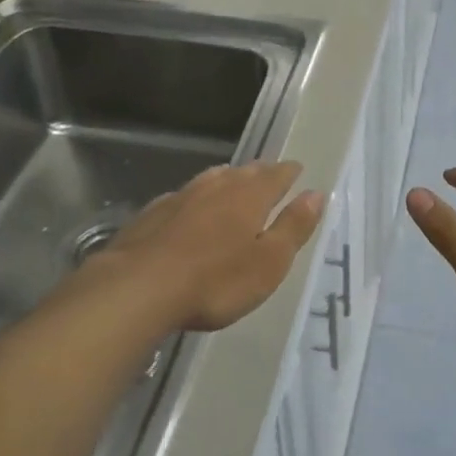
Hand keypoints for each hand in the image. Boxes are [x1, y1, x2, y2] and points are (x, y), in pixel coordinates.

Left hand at [91, 162, 324, 332]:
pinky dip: (194, 198)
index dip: (288, 173)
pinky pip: (182, 196)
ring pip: (211, 180)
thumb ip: (293, 227)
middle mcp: (216, 187)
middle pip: (243, 173)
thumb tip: (316, 193)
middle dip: (259, 173)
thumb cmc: (215, 280)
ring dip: (226, 179)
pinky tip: (189, 207)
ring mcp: (181, 197)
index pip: (276, 176)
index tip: (297, 168)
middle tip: (268, 173)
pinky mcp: (152, 213)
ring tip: (233, 180)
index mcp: (249, 197)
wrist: (139, 287)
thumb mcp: (268, 262)